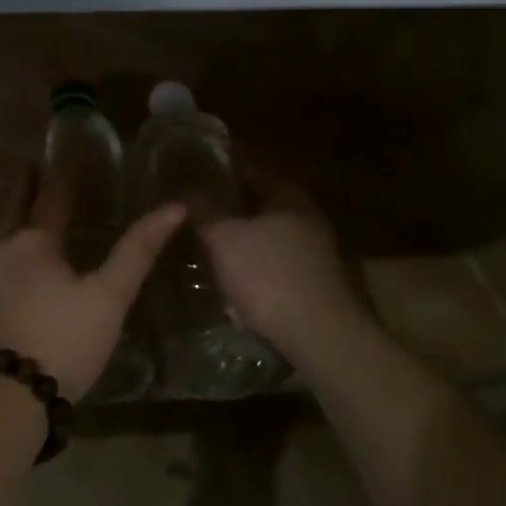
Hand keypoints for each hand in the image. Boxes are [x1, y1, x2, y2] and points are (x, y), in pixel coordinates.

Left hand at [0, 170, 185, 395]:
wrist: (9, 394)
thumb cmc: (64, 337)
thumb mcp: (109, 295)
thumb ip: (138, 250)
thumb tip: (174, 208)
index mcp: (33, 240)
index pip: (51, 195)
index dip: (62, 175)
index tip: (68, 154)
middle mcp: (4, 249)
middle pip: (17, 207)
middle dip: (29, 187)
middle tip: (38, 167)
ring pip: (7, 234)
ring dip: (20, 215)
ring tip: (38, 208)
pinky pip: (3, 258)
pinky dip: (16, 245)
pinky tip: (26, 258)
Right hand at [199, 175, 376, 364]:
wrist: (319, 335)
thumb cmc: (268, 275)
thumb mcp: (223, 238)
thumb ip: (203, 210)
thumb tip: (185, 188)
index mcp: (288, 196)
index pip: (249, 169)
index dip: (218, 171)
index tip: (191, 175)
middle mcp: (307, 216)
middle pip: (260, 202)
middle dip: (229, 206)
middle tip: (195, 211)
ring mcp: (316, 250)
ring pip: (268, 233)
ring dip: (242, 236)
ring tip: (208, 243)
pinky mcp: (315, 280)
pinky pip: (275, 260)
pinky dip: (254, 261)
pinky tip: (233, 274)